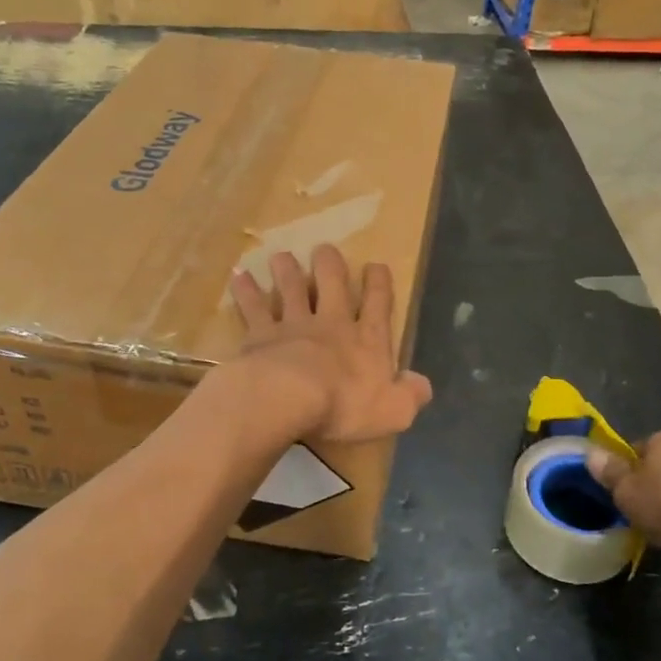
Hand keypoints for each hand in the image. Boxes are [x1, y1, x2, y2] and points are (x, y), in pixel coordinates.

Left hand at [228, 245, 433, 442]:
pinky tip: (238, 276)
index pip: (378, 304)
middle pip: (331, 283)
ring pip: (290, 288)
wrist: (288, 398)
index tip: (376, 266)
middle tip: (324, 249)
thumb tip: (422, 385)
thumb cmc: (345, 406)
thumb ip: (410, 396)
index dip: (379, 283)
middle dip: (330, 264)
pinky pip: (252, 308)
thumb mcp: (393, 411)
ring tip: (282, 256)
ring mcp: (293, 325)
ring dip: (287, 270)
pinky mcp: (260, 335)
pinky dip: (245, 292)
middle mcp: (331, 323)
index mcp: (367, 340)